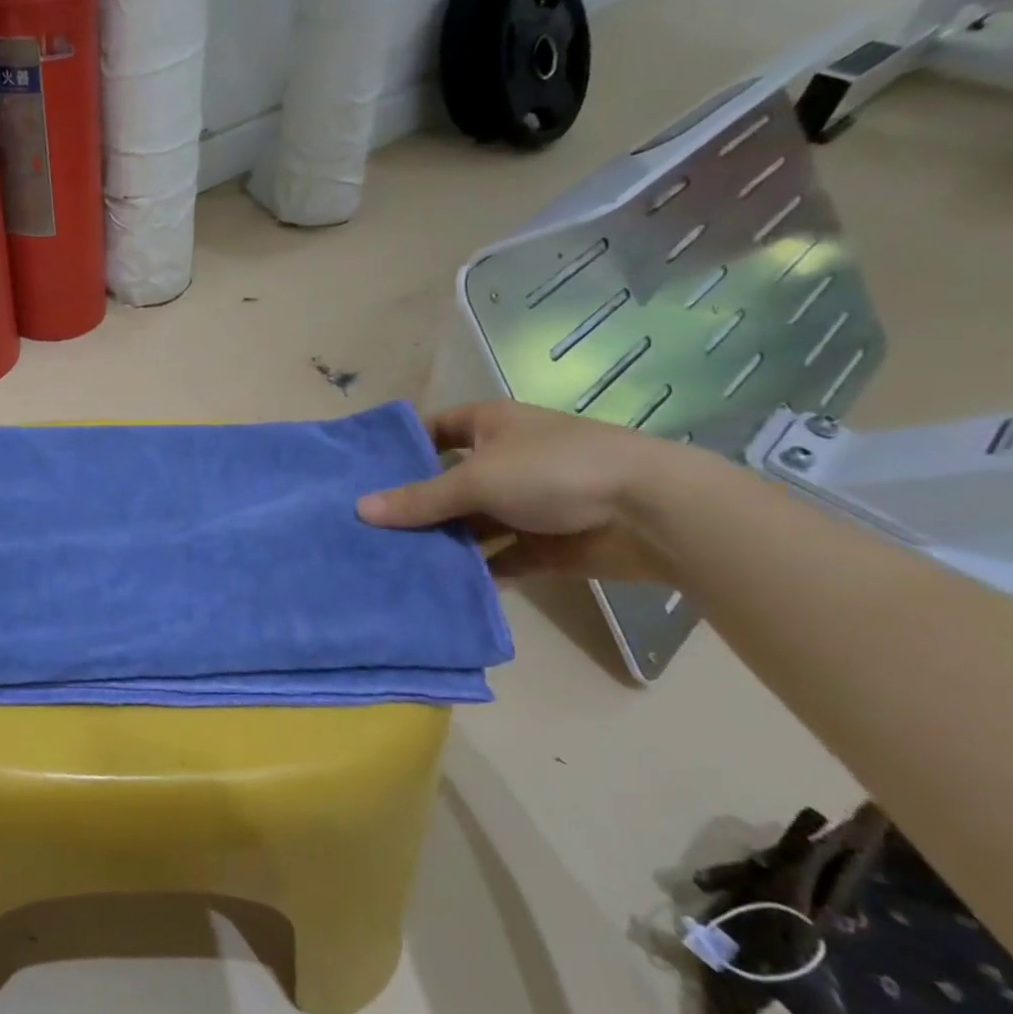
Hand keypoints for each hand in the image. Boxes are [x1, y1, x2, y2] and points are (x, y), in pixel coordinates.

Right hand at [356, 399, 700, 580]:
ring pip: (472, 524)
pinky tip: (441, 587)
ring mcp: (527, 504)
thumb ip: (420, 499)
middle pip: (449, 482)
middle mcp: (506, 461)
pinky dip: (477, 571)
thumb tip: (360, 508)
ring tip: (393, 562)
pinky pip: (500, 558)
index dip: (404, 446)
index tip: (366, 472)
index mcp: (492, 426)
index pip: (437, 429)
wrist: (652, 512)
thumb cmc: (555, 471)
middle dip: (416, 505)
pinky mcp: (545, 544)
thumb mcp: (477, 480)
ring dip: (444, 542)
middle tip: (368, 528)